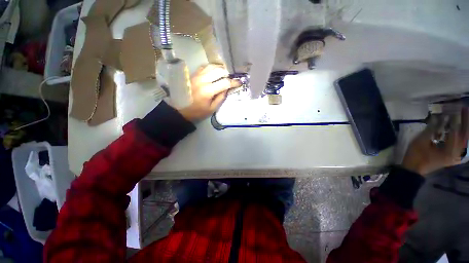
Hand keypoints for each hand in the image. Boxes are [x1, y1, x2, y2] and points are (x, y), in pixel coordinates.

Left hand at [178, 64, 239, 121]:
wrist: (180, 109)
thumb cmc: (197, 112)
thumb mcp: (212, 109)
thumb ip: (220, 98)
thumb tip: (227, 89)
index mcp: (208, 91)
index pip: (225, 83)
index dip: (234, 82)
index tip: (239, 83)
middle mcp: (203, 80)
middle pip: (219, 71)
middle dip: (227, 74)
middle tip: (231, 79)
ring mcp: (197, 76)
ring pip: (211, 66)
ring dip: (220, 69)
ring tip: (224, 74)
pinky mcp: (193, 75)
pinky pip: (204, 67)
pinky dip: (211, 68)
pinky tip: (214, 73)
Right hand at [402, 108, 468, 175]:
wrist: (414, 169)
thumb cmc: (416, 155)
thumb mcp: (420, 142)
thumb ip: (431, 130)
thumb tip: (437, 117)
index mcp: (449, 151)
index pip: (456, 132)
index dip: (455, 119)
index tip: (454, 108)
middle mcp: (456, 153)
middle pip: (465, 136)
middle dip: (466, 121)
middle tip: (465, 108)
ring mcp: (455, 155)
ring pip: (465, 140)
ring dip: (465, 127)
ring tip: (465, 115)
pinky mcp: (453, 155)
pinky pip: (461, 144)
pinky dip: (462, 135)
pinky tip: (461, 128)